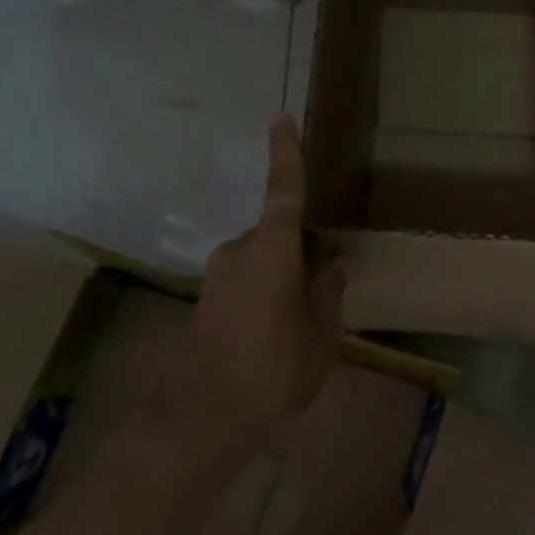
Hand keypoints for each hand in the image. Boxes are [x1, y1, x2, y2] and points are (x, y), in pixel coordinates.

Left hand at [189, 114, 342, 430]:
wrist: (203, 416)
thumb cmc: (273, 368)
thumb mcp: (321, 336)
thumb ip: (328, 295)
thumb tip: (331, 268)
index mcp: (272, 250)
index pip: (283, 190)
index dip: (285, 153)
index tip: (280, 117)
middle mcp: (241, 251)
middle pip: (278, 234)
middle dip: (301, 251)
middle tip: (324, 288)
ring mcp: (219, 275)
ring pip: (263, 261)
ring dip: (283, 279)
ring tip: (301, 326)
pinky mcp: (206, 298)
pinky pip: (246, 281)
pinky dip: (265, 295)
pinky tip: (275, 336)